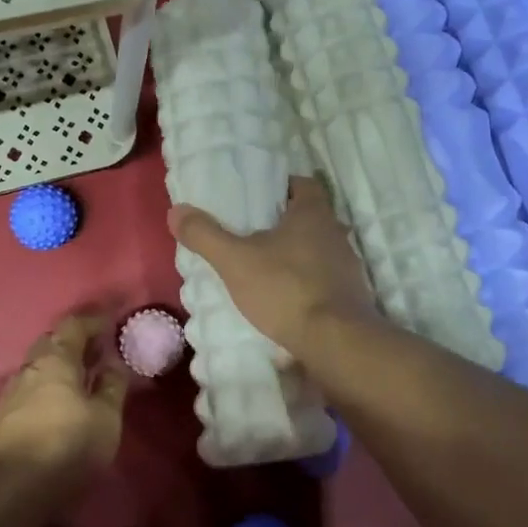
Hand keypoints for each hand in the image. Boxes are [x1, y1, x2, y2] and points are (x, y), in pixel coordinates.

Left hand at [0, 313, 127, 475]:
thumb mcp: (105, 419)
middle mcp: (29, 369)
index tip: (112, 316)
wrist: (6, 492)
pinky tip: (58, 407)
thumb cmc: (65, 447)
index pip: (74, 325)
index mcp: (56, 359)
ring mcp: (9, 395)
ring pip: (38, 370)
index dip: (94, 319)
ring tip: (82, 380)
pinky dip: (48, 391)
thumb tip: (113, 364)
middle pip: (51, 344)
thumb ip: (112, 388)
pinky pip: (29, 393)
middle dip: (74, 342)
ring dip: (59, 369)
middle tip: (97, 350)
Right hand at [167, 176, 377, 357]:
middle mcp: (336, 232)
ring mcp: (347, 265)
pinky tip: (286, 297)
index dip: (281, 187)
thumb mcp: (235, 261)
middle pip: (310, 217)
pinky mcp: (351, 295)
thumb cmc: (285, 289)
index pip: (303, 184)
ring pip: (318, 249)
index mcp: (313, 213)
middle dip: (283, 223)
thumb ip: (205, 235)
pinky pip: (324, 278)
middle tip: (252, 232)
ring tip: (265, 266)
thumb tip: (176, 211)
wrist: (334, 341)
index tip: (258, 198)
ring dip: (296, 254)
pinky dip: (306, 282)